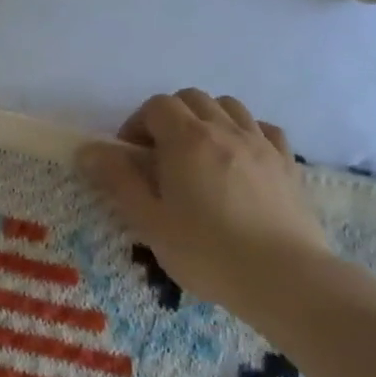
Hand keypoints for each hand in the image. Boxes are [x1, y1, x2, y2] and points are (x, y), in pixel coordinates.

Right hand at [77, 91, 332, 322]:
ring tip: (197, 154)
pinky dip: (244, 132)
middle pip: (192, 98)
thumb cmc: (206, 251)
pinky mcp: (287, 163)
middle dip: (169, 117)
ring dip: (206, 118)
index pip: (157, 105)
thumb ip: (118, 180)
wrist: (283, 277)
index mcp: (187, 139)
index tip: (130, 156)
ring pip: (229, 106)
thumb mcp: (149, 221)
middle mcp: (225, 130)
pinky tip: (238, 159)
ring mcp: (261, 144)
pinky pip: (263, 129)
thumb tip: (88, 149)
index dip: (138, 123)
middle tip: (159, 155)